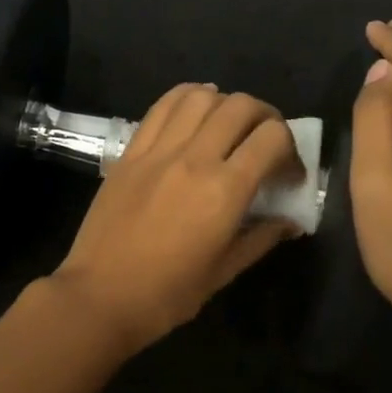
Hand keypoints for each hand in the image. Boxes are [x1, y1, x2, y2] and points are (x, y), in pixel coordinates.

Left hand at [51, 83, 303, 351]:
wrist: (99, 296)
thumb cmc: (167, 294)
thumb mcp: (224, 271)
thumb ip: (261, 238)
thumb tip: (290, 221)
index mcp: (224, 191)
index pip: (272, 138)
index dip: (292, 149)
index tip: (288, 173)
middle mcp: (193, 159)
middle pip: (240, 106)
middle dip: (266, 117)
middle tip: (266, 142)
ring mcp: (157, 150)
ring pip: (200, 96)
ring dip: (225, 103)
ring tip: (229, 125)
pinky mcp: (130, 151)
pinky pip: (162, 107)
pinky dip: (186, 98)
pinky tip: (195, 111)